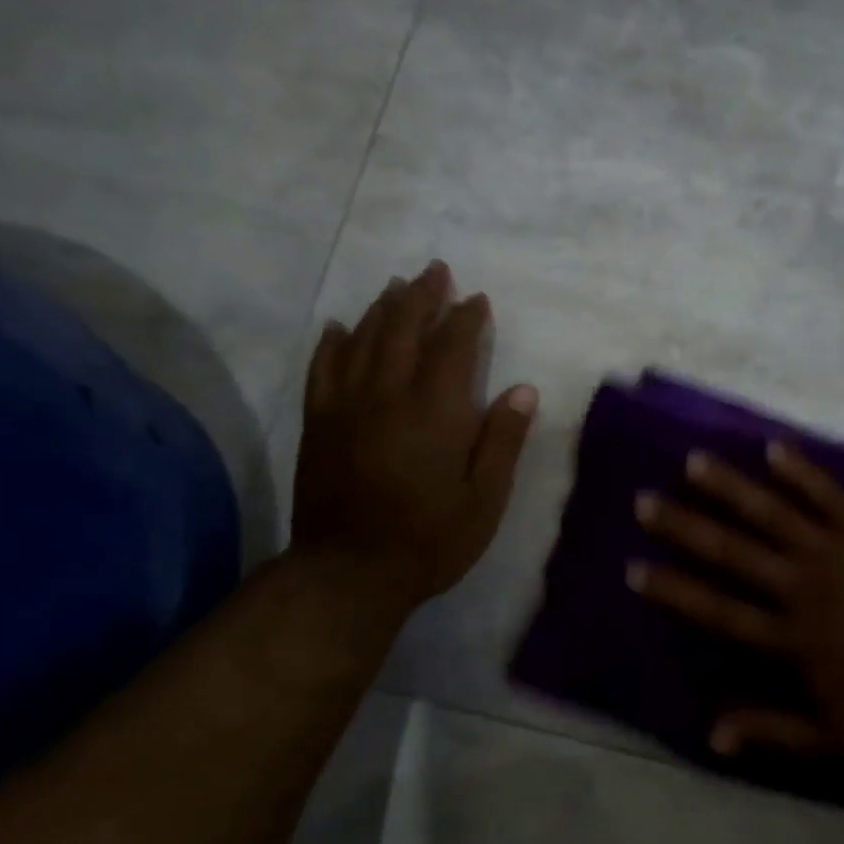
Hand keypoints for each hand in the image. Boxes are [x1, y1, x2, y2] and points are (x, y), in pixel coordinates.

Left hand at [291, 261, 537, 606]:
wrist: (350, 572)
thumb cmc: (431, 539)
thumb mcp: (485, 499)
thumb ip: (502, 441)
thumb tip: (523, 390)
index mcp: (436, 411)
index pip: (453, 347)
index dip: (466, 318)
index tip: (477, 300)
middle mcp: (389, 394)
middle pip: (404, 329)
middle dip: (422, 296)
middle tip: (435, 271)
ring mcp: (347, 405)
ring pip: (364, 339)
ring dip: (383, 308)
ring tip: (397, 287)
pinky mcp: (319, 423)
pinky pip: (323, 368)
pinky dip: (334, 342)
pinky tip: (340, 327)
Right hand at [629, 444, 843, 758]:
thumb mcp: (838, 740)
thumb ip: (774, 732)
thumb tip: (712, 734)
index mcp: (791, 638)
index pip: (718, 610)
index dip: (674, 590)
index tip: (634, 568)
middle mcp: (803, 586)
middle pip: (733, 552)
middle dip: (684, 527)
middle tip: (645, 500)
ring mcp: (838, 552)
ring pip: (772, 512)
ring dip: (730, 487)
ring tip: (694, 461)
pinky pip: (828, 495)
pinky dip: (800, 471)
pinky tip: (773, 449)